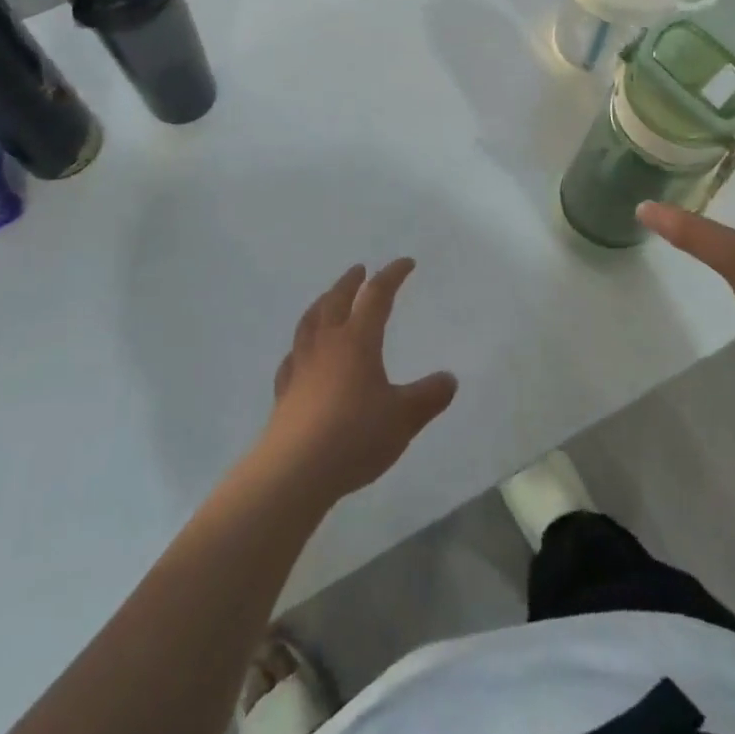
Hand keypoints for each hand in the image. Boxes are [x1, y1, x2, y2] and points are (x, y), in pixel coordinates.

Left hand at [261, 259, 457, 502]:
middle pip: (336, 300)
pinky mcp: (284, 390)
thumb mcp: (403, 418)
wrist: (295, 470)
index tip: (406, 263)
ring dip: (322, 303)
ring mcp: (301, 365)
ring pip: (310, 321)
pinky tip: (301, 353)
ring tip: (328, 299)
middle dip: (350, 282)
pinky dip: (301, 344)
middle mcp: (327, 343)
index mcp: (357, 340)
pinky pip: (293, 356)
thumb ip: (428, 397)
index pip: (377, 296)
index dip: (392, 276)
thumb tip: (450, 378)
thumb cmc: (354, 436)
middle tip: (360, 270)